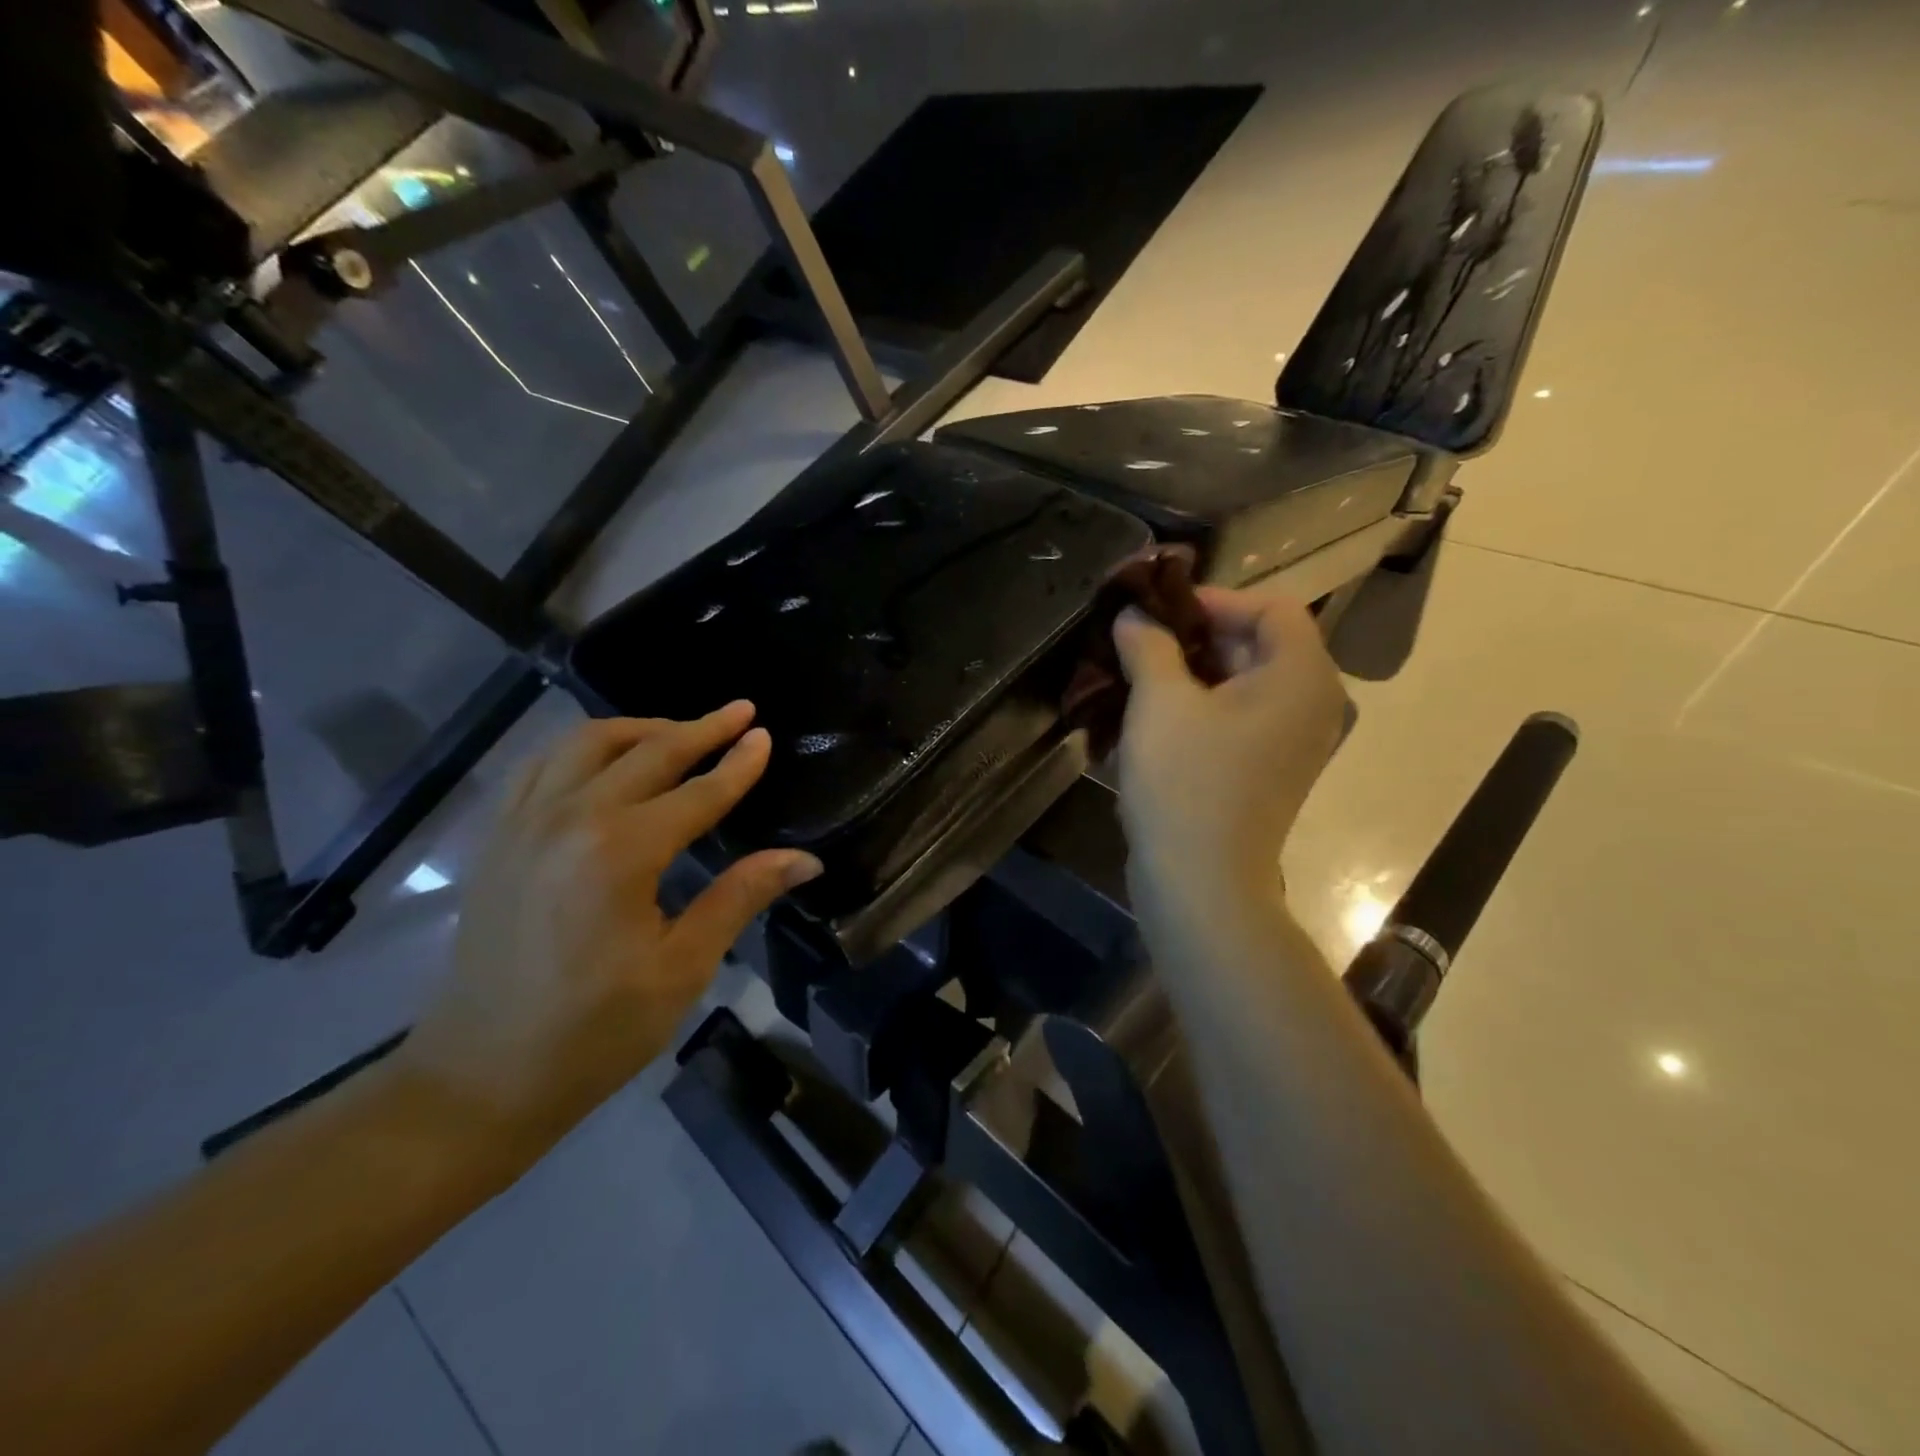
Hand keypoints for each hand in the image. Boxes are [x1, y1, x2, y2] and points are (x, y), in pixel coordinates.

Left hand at [392, 705, 820, 1181]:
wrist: (478, 1077)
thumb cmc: (593, 1032)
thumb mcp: (681, 969)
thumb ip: (740, 897)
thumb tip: (805, 859)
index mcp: (620, 853)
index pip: (697, 792)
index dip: (737, 764)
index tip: (765, 736)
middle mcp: (568, 818)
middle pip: (646, 752)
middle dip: (699, 728)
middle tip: (740, 711)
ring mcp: (523, 823)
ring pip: (587, 744)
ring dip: (641, 728)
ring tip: (681, 730)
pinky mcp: (497, 837)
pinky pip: (542, 764)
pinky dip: (584, 747)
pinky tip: (606, 758)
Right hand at [1114, 588, 1346, 931]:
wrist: (1201, 882)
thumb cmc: (1185, 782)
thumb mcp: (1159, 701)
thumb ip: (1148, 644)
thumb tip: (1133, 614)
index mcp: (1302, 676)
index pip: (1271, 606)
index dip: (1213, 599)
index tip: (1158, 612)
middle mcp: (1312, 703)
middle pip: (1259, 642)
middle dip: (1195, 636)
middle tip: (1139, 641)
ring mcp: (1294, 741)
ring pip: (1244, 682)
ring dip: (1192, 672)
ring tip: (1137, 675)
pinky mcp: (1270, 769)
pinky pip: (1240, 717)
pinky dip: (1201, 706)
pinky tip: (1153, 716)